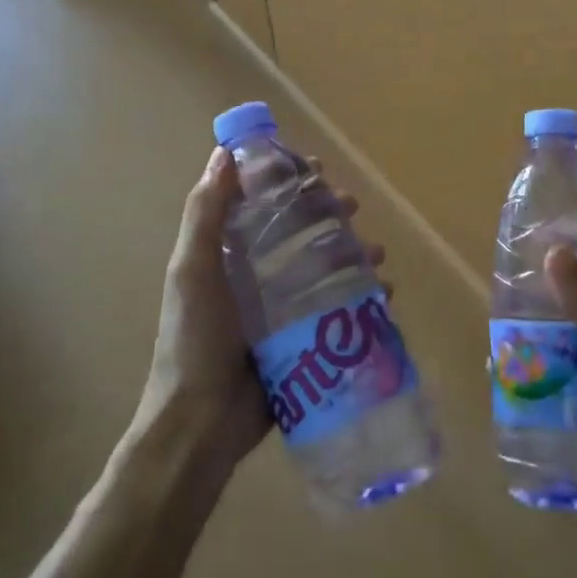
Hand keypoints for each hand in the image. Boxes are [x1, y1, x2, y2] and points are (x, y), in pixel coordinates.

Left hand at [141, 146, 383, 474]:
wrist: (201, 425)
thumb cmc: (194, 340)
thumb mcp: (192, 270)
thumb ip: (205, 213)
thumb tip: (224, 152)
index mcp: (227, 254)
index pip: (262, 204)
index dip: (289, 182)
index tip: (316, 168)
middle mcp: (256, 275)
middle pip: (299, 231)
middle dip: (328, 214)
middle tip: (352, 206)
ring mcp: (282, 308)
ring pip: (325, 266)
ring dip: (353, 252)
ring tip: (376, 252)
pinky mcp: (303, 339)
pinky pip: (338, 307)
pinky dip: (363, 295)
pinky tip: (384, 293)